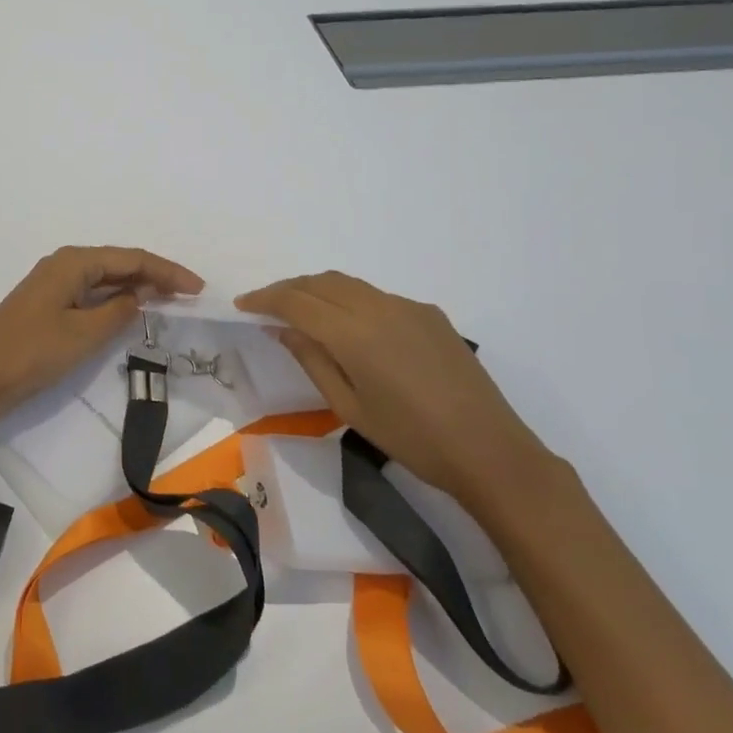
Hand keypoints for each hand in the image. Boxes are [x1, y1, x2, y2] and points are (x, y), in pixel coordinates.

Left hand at [0, 247, 203, 450]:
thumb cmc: (32, 353)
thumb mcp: (84, 334)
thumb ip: (118, 312)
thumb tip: (137, 297)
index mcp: (74, 262)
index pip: (132, 259)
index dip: (168, 271)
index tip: (198, 288)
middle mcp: (63, 264)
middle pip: (119, 263)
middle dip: (155, 276)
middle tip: (189, 294)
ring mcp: (52, 284)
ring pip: (104, 278)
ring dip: (136, 287)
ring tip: (168, 300)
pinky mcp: (46, 304)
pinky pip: (90, 293)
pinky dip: (114, 300)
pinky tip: (128, 311)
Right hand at [235, 272, 556, 517]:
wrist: (489, 450)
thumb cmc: (410, 439)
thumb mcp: (349, 407)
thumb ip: (312, 360)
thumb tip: (282, 329)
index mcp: (354, 333)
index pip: (296, 301)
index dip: (265, 299)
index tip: (243, 305)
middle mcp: (379, 307)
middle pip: (321, 282)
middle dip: (288, 289)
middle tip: (266, 307)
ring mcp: (408, 307)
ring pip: (349, 284)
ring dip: (317, 290)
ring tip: (300, 311)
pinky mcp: (429, 314)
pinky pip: (376, 296)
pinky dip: (349, 300)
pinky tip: (349, 327)